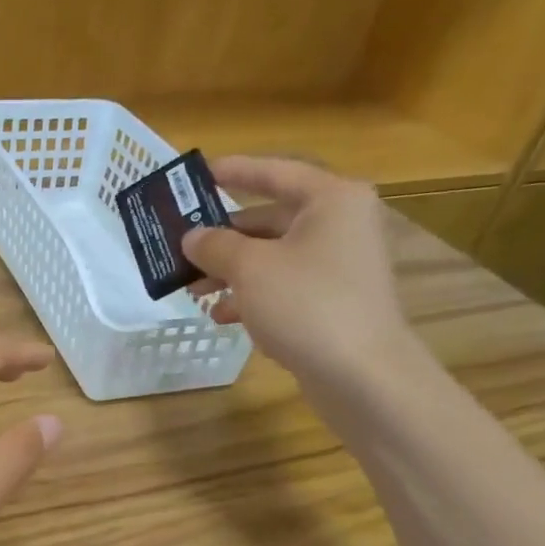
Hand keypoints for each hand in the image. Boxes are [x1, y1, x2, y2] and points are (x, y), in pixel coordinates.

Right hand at [182, 156, 415, 383]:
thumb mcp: (250, 268)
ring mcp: (339, 267)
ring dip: (231, 272)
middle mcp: (340, 225)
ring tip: (194, 291)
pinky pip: (284, 288)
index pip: (276, 173)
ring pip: (273, 258)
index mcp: (331, 200)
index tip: (200, 174)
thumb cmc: (306, 304)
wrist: (361, 374)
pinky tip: (222, 316)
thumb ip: (215, 246)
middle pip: (270, 220)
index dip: (235, 171)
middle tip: (183, 247)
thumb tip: (192, 237)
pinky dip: (252, 297)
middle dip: (224, 238)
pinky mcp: (333, 303)